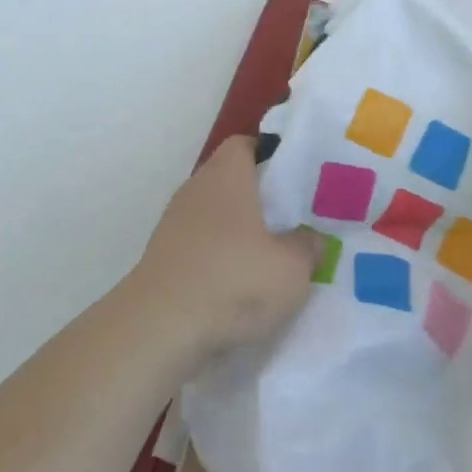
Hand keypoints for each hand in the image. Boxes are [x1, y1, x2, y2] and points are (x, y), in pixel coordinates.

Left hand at [124, 135, 319, 364]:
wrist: (161, 327)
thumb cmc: (234, 281)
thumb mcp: (292, 269)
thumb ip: (307, 248)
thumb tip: (311, 239)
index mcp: (226, 175)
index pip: (245, 145)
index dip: (271, 155)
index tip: (296, 176)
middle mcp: (196, 189)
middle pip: (230, 180)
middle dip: (259, 197)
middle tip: (293, 219)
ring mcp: (174, 223)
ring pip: (215, 215)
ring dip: (239, 231)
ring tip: (271, 256)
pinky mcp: (163, 256)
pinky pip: (200, 245)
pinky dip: (219, 257)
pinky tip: (239, 284)